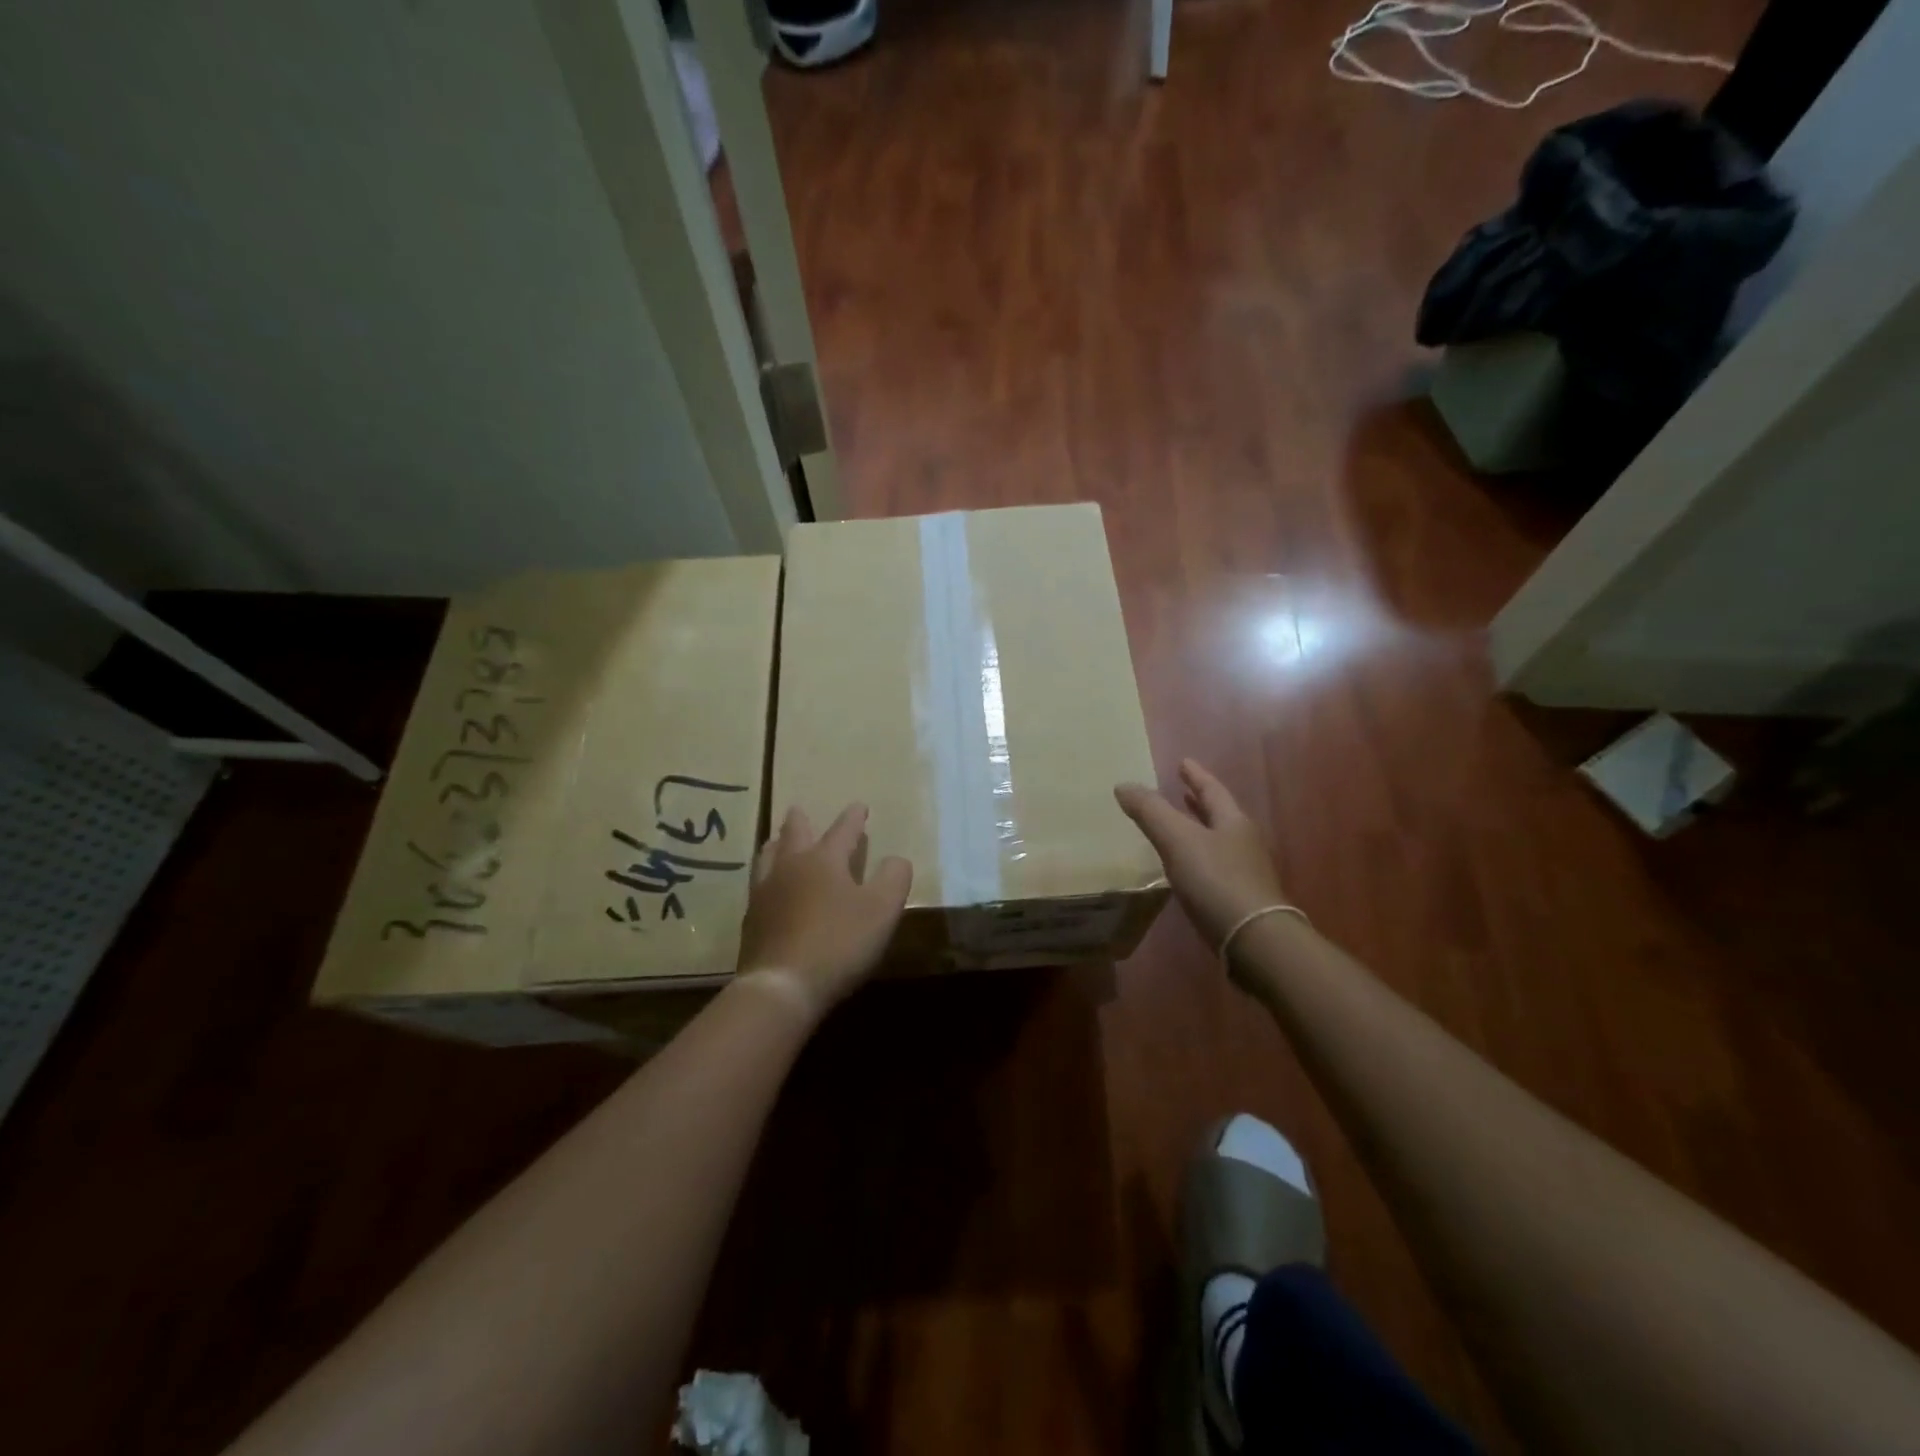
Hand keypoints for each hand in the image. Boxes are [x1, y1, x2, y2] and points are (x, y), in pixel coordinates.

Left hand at [735, 803, 912, 1020]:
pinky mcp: (751, 921)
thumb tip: (896, 859)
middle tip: (798, 810)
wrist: (782, 986)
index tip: (859, 806)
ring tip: (776, 842)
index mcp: (824, 859)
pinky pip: (757, 886)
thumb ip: (894, 878)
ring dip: (776, 845)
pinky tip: (767, 888)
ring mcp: (765, 893)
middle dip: (801, 821)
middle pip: (794, 835)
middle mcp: (790, 867)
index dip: (853, 818)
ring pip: (768, 857)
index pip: (842, 830)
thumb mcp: (882, 909)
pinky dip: (766, 877)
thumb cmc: (839, 942)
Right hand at [1115, 759, 1288, 955]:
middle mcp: (1243, 842)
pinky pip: (1214, 867)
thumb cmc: (1216, 880)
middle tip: (1183, 790)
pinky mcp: (1239, 899)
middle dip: (1199, 802)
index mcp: (1233, 822)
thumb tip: (1123, 785)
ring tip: (1178, 827)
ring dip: (1198, 830)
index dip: (1195, 775)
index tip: (1183, 762)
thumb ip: (1150, 811)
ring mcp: (1245, 872)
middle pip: (1219, 814)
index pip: (1212, 790)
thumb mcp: (1178, 839)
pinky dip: (1197, 858)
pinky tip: (1184, 869)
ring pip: (1217, 841)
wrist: (1253, 939)